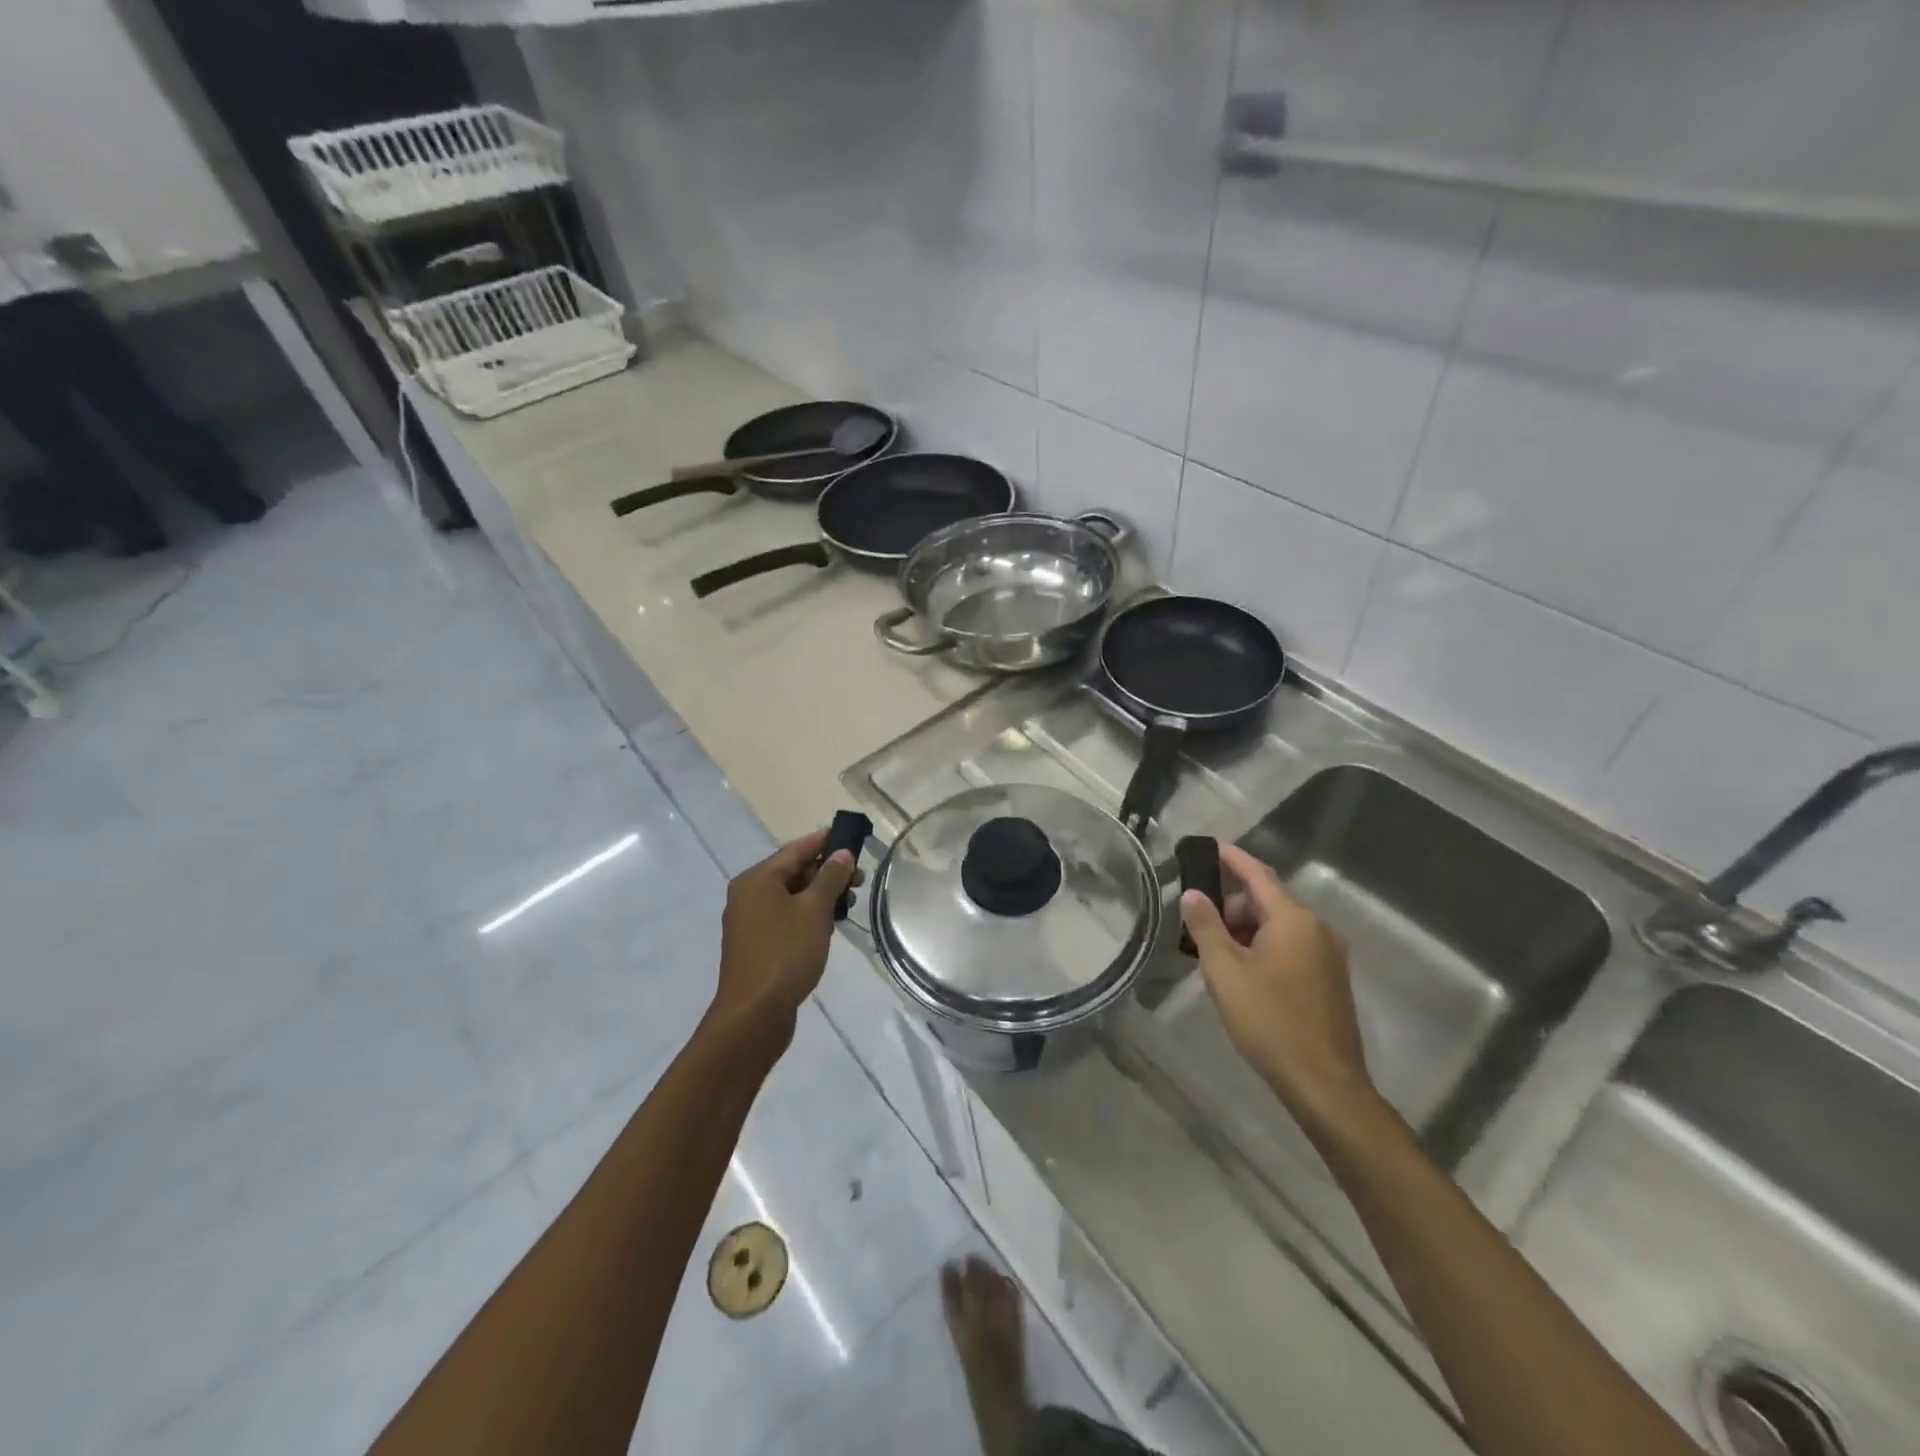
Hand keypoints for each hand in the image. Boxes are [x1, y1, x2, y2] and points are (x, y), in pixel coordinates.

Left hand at [711, 830, 858, 1035]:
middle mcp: (748, 894)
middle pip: (793, 872)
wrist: (754, 1014)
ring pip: (791, 896)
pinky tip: (829, 926)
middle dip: (827, 872)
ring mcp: (750, 921)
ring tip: (849, 904)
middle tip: (859, 878)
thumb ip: (830, 878)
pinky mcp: (756, 944)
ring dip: (820, 895)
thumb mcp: (815, 910)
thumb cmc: (785, 953)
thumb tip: (841, 853)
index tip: (851, 837)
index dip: (824, 841)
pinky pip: (785, 917)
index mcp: (757, 879)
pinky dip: (807, 915)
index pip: (796, 849)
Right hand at [1180, 843, 1377, 1135]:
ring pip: (1278, 927)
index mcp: (1294, 919)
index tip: (1208, 846)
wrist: (1324, 1083)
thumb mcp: (1224, 971)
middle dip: (1231, 906)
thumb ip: (1206, 927)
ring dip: (1245, 931)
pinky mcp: (1330, 980)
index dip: (1231, 858)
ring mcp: (1328, 956)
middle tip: (1197, 926)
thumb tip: (1193, 894)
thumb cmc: (1269, 1020)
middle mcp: (1317, 929)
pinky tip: (1242, 975)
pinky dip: (1263, 948)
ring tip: (1214, 955)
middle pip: (1267, 901)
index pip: (1257, 875)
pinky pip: (1291, 948)